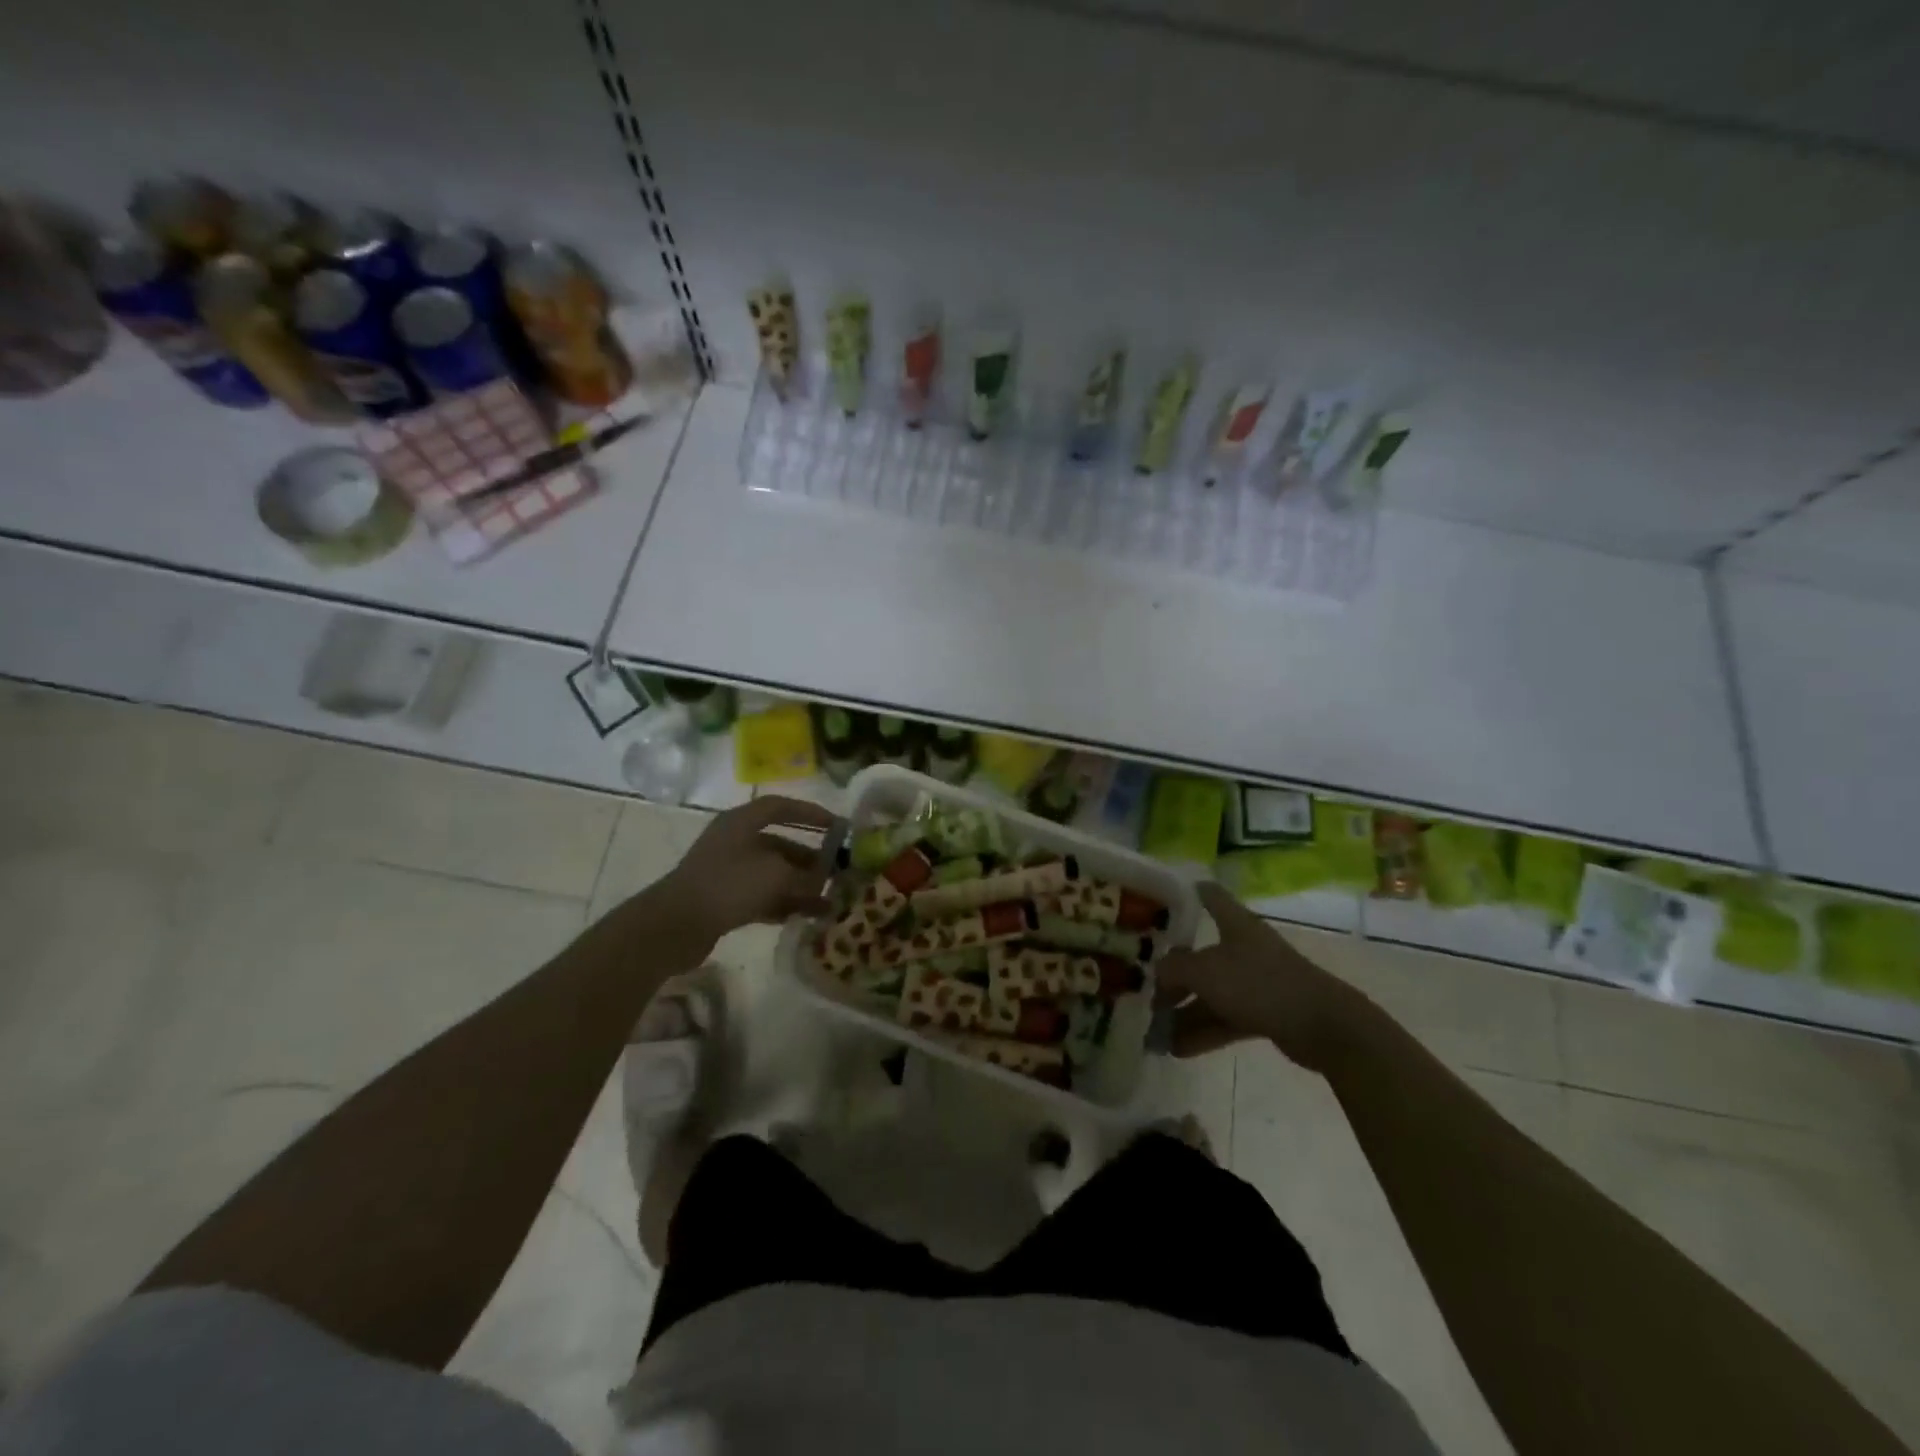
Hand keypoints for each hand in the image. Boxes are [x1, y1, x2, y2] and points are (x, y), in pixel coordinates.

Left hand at [656, 796, 837, 947]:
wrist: (675, 925)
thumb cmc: (728, 885)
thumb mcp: (776, 875)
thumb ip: (805, 875)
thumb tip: (823, 880)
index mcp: (741, 822)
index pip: (781, 807)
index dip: (810, 813)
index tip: (837, 826)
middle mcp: (734, 841)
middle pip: (779, 843)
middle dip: (809, 858)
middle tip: (835, 871)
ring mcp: (727, 871)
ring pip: (772, 873)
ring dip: (799, 885)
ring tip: (828, 899)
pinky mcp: (723, 899)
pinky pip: (761, 896)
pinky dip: (783, 903)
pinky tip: (805, 916)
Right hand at [1156, 882, 1368, 1072]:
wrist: (1323, 1026)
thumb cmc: (1260, 983)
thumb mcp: (1206, 972)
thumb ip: (1174, 970)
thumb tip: (1158, 975)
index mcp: (1236, 925)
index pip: (1211, 897)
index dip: (1189, 892)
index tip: (1163, 896)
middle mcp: (1245, 949)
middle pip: (1202, 956)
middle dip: (1174, 974)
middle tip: (1146, 990)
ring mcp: (1257, 982)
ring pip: (1212, 993)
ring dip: (1185, 1012)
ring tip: (1155, 1033)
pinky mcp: (1266, 1013)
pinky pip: (1226, 1018)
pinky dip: (1204, 1031)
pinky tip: (1178, 1049)